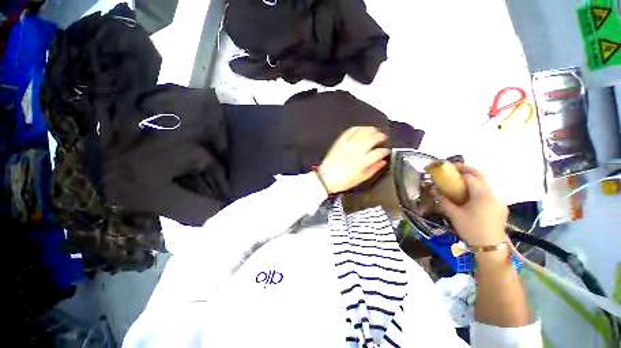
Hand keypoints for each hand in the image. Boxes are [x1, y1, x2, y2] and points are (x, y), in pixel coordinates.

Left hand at [317, 127, 389, 193]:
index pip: (378, 152)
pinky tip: (360, 128)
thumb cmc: (342, 181)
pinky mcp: (339, 143)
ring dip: (370, 130)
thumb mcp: (360, 179)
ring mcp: (347, 145)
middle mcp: (356, 151)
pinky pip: (349, 132)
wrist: (325, 178)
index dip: (385, 151)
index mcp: (362, 161)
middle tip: (383, 137)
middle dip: (380, 136)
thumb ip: (373, 169)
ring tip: (374, 130)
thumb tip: (382, 162)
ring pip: (362, 133)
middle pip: (372, 139)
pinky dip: (356, 129)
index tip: (386, 151)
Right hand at [436, 164, 508, 245]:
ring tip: (459, 181)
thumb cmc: (471, 229)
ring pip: (485, 183)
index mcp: (482, 195)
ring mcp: (498, 200)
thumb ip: (444, 200)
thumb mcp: (454, 214)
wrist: (490, 247)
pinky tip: (469, 196)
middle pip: (481, 175)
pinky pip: (487, 192)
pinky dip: (477, 188)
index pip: (470, 177)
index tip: (448, 168)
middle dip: (468, 169)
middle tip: (455, 168)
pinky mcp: (499, 207)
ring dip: (473, 179)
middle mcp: (492, 194)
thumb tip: (433, 190)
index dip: (459, 170)